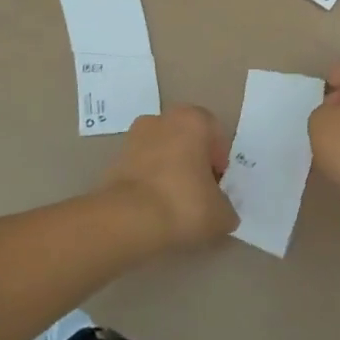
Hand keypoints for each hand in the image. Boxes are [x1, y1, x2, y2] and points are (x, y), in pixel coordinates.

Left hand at [100, 105, 238, 252]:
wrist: (127, 220)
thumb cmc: (183, 204)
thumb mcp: (221, 214)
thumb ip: (226, 208)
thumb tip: (221, 211)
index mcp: (193, 119)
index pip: (214, 134)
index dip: (219, 161)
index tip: (217, 187)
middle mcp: (162, 119)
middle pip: (186, 139)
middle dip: (193, 162)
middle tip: (199, 194)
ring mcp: (134, 137)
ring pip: (161, 152)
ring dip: (169, 171)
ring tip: (174, 206)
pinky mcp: (114, 160)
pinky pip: (141, 168)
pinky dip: (149, 183)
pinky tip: (153, 209)